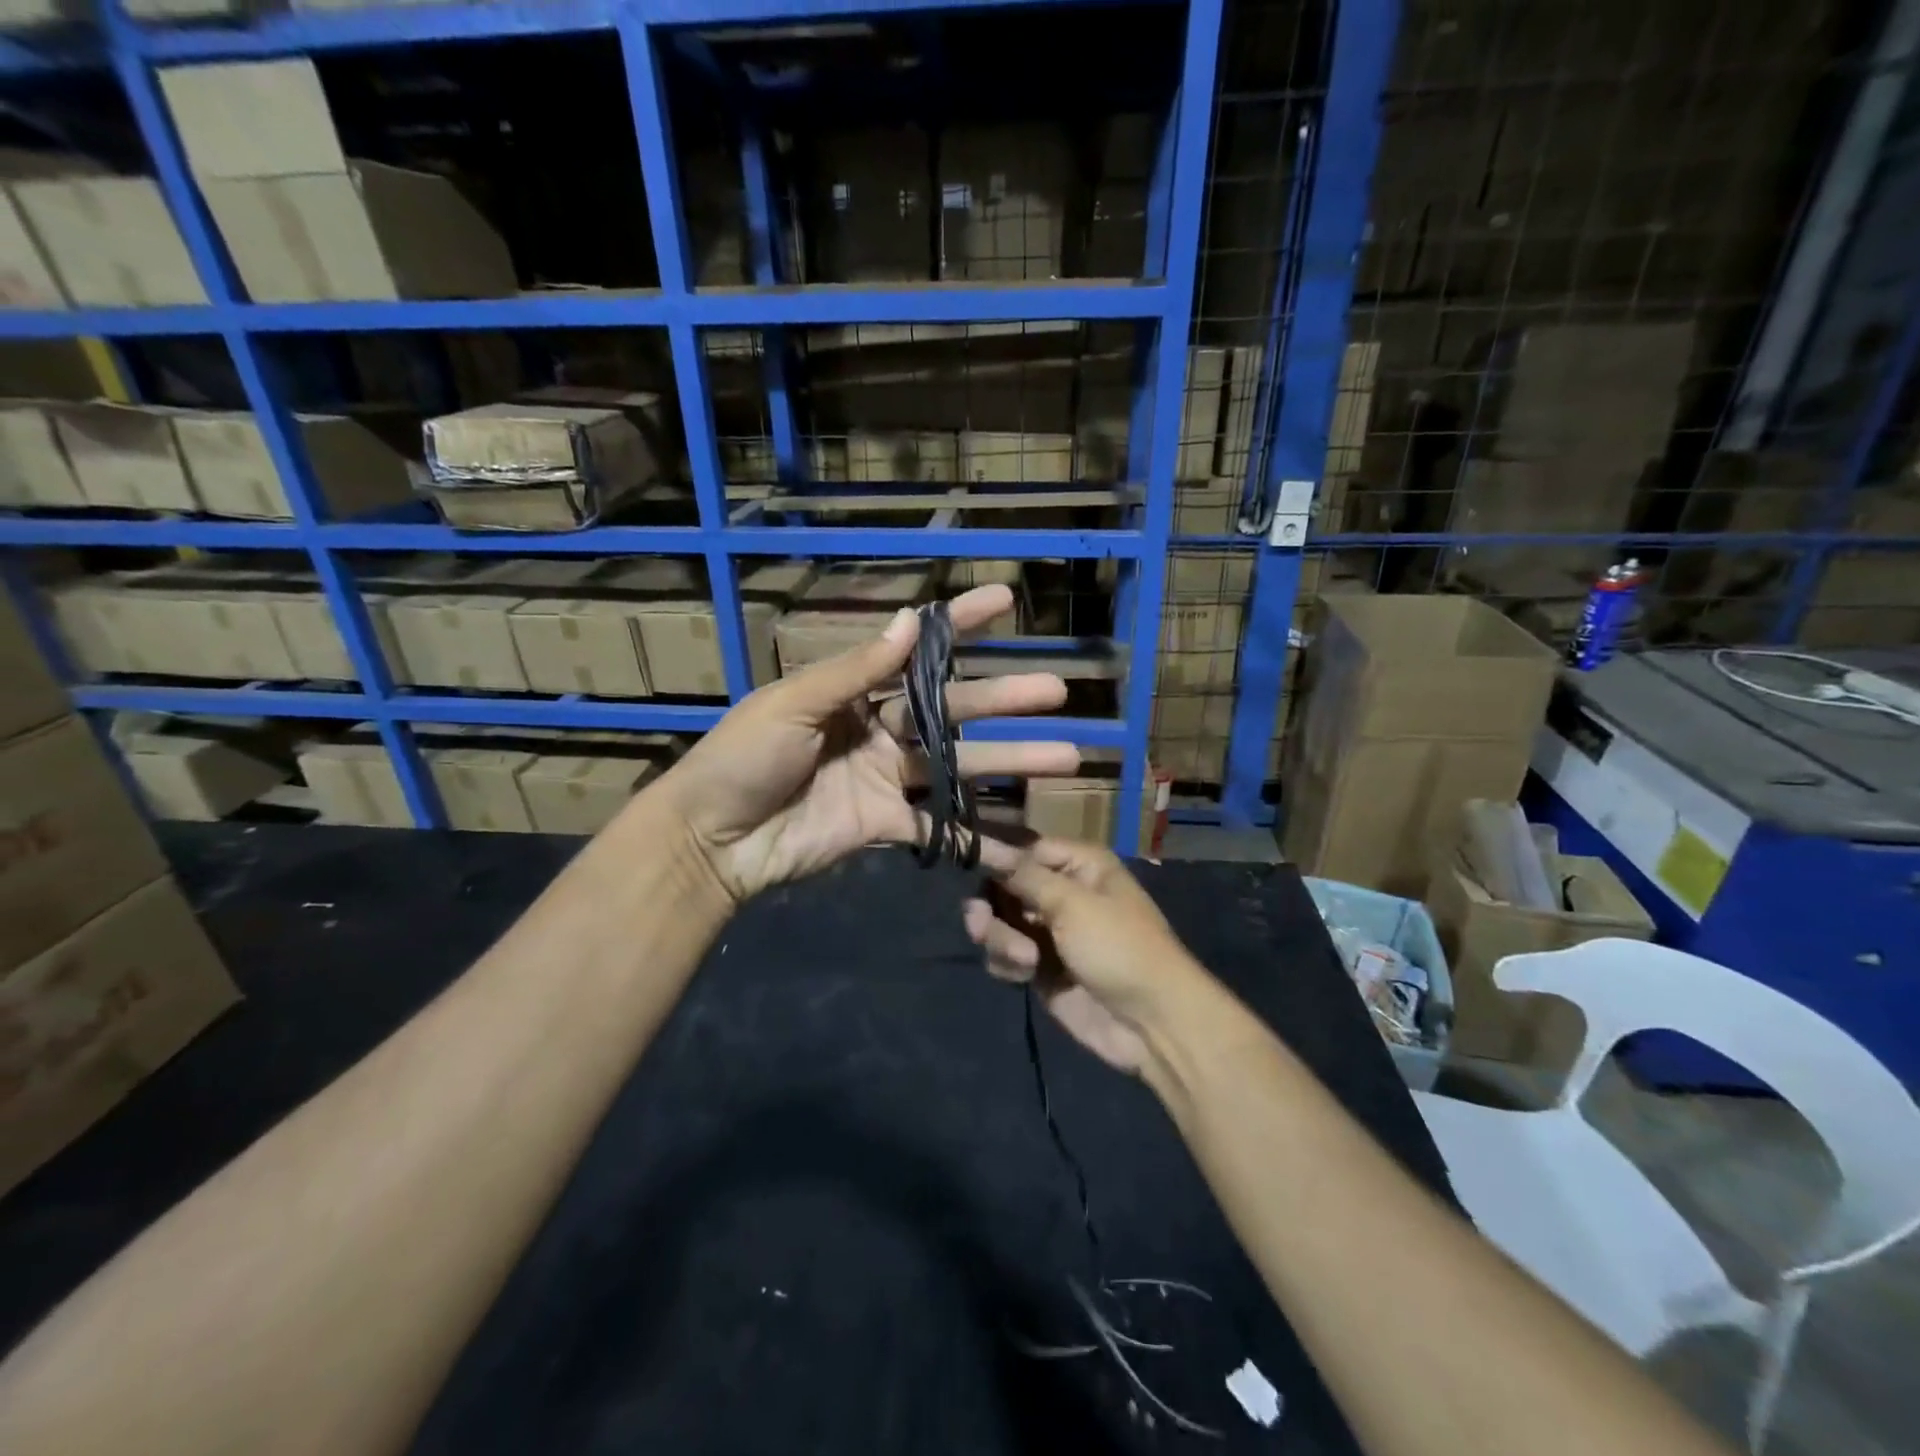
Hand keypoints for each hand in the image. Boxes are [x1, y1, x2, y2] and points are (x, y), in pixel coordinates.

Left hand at [658, 585, 1078, 902]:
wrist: (711, 839)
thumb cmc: (743, 758)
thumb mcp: (795, 703)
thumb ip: (857, 670)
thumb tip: (911, 618)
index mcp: (855, 692)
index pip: (918, 652)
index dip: (960, 626)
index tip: (1004, 601)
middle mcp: (879, 730)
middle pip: (953, 712)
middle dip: (1005, 699)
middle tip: (1058, 690)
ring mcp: (886, 780)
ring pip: (959, 766)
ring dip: (1010, 760)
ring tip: (1064, 755)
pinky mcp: (885, 827)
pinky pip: (939, 829)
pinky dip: (977, 836)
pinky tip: (1020, 837)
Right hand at [963, 837, 1210, 1075]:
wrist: (1151, 1024)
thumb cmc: (1119, 948)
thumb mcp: (1072, 904)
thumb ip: (1024, 876)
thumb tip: (984, 844)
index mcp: (1080, 866)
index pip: (1024, 849)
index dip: (996, 858)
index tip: (966, 863)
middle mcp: (1063, 892)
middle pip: (1005, 886)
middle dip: (991, 907)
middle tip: (980, 926)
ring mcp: (1050, 932)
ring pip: (1001, 922)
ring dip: (1001, 939)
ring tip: (1023, 960)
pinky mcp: (1041, 968)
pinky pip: (1006, 955)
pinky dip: (1007, 963)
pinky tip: (1022, 975)